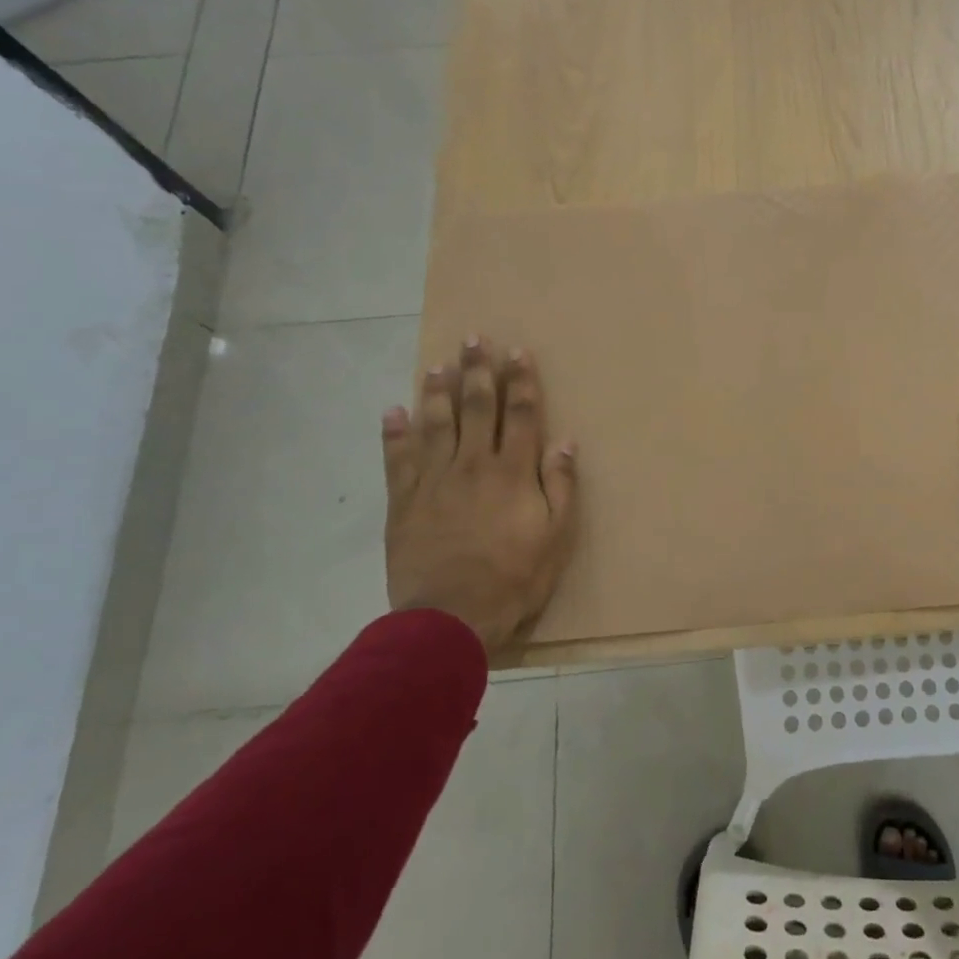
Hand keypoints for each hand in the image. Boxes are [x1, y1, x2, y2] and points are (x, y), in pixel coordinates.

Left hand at [382, 338, 578, 656]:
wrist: (449, 619)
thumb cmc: (513, 578)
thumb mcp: (556, 537)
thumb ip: (561, 487)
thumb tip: (565, 443)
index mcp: (512, 473)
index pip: (520, 416)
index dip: (521, 382)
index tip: (518, 352)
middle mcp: (473, 466)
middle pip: (476, 409)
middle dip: (478, 372)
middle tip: (474, 339)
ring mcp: (434, 482)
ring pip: (436, 425)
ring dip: (438, 392)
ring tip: (439, 364)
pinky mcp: (404, 504)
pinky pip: (398, 461)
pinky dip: (394, 434)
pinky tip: (393, 411)